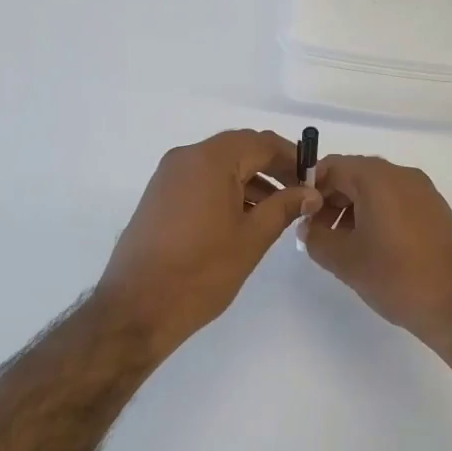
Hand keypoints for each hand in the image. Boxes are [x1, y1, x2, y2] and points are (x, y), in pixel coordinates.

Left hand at [94, 130, 320, 356]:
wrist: (137, 307)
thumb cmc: (201, 272)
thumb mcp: (251, 238)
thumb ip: (283, 208)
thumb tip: (310, 192)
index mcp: (210, 160)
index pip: (261, 142)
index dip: (291, 157)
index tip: (314, 178)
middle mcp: (186, 158)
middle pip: (239, 149)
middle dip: (272, 167)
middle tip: (300, 193)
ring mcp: (168, 176)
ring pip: (219, 166)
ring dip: (250, 180)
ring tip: (277, 210)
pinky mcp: (159, 197)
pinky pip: (201, 181)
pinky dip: (226, 190)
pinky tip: (244, 217)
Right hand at [302, 155, 451, 355]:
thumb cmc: (396, 277)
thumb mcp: (344, 260)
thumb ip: (316, 238)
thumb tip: (308, 228)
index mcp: (378, 178)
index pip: (333, 166)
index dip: (311, 187)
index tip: (299, 214)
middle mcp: (403, 175)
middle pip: (356, 175)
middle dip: (332, 200)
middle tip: (317, 233)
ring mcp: (424, 192)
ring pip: (377, 190)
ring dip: (354, 210)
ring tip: (343, 245)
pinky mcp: (437, 211)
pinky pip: (398, 202)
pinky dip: (378, 216)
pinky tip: (373, 248)